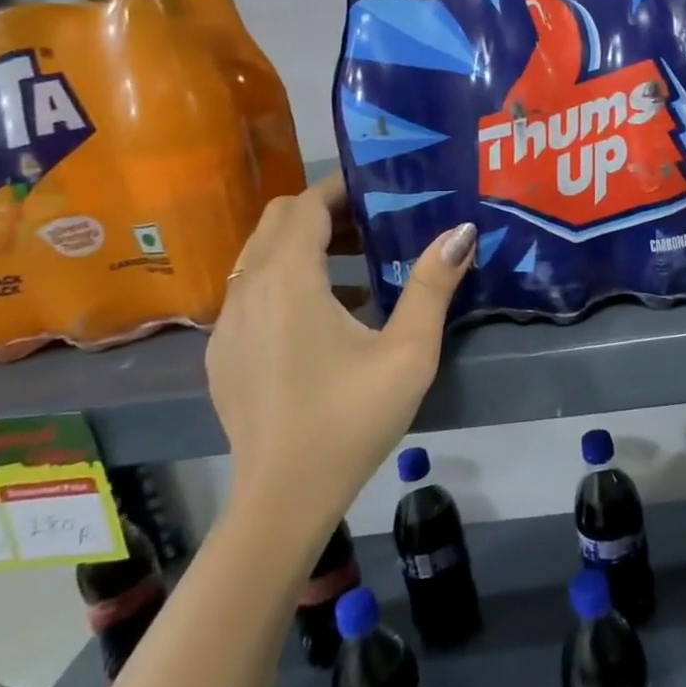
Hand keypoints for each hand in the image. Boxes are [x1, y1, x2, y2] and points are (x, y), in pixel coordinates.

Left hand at [206, 176, 475, 521]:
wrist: (283, 500)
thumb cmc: (351, 419)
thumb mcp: (408, 352)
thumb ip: (433, 285)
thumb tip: (461, 231)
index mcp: (288, 281)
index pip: (305, 206)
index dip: (339, 188)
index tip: (377, 187)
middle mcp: (247, 291)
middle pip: (276, 222)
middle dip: (322, 211)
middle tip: (373, 223)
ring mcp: (228, 324)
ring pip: (259, 256)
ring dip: (302, 244)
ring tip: (356, 262)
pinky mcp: (223, 353)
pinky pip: (250, 291)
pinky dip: (283, 278)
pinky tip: (324, 314)